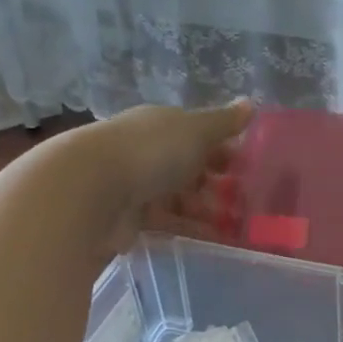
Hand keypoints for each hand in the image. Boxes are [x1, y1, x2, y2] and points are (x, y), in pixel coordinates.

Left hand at [77, 100, 253, 255]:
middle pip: (187, 166)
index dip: (222, 148)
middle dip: (215, 182)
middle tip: (245, 200)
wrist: (92, 191)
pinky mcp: (129, 218)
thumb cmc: (151, 152)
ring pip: (178, 196)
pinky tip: (212, 238)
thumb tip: (250, 103)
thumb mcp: (196, 130)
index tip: (247, 167)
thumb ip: (224, 122)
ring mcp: (135, 185)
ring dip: (205, 208)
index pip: (196, 134)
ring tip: (235, 224)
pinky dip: (189, 228)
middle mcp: (146, 151)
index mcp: (160, 125)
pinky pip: (166, 222)